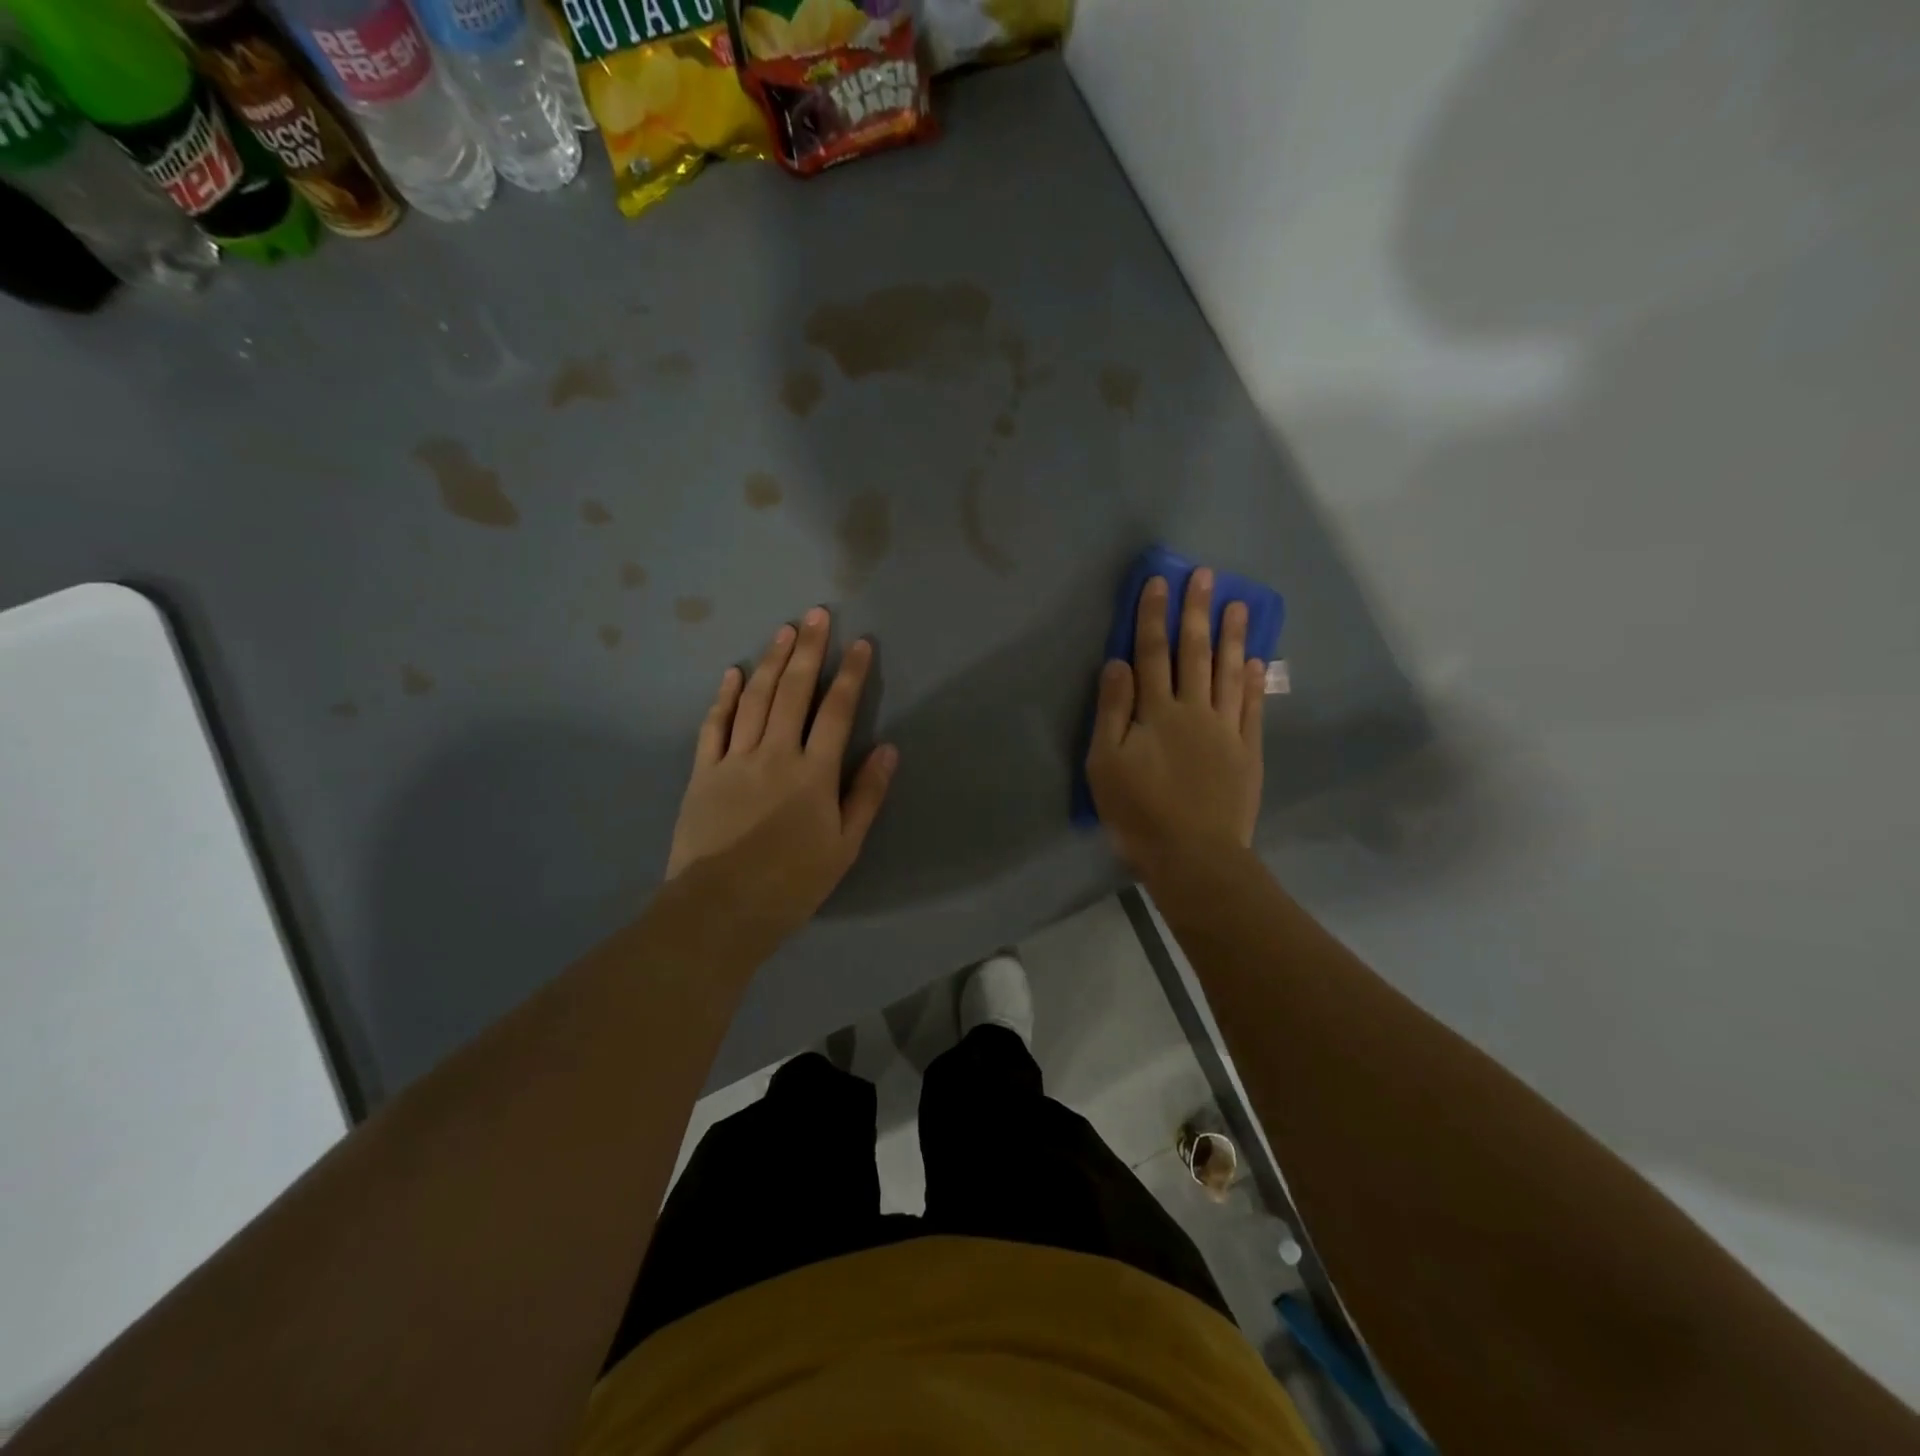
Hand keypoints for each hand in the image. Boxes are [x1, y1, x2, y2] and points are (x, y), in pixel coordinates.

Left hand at [666, 607, 896, 937]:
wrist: (720, 909)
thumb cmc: (791, 883)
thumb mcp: (844, 846)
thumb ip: (866, 795)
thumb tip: (889, 749)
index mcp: (814, 773)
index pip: (837, 711)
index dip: (850, 674)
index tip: (860, 643)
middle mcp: (775, 754)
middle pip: (793, 691)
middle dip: (809, 649)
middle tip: (817, 613)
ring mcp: (734, 759)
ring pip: (754, 698)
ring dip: (770, 661)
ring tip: (785, 630)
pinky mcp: (703, 772)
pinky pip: (714, 725)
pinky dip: (724, 696)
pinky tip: (733, 672)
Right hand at [1086, 569, 1264, 873]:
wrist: (1194, 856)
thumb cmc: (1138, 812)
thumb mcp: (1105, 764)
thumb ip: (1112, 711)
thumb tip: (1117, 663)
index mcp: (1156, 712)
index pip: (1151, 654)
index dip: (1153, 617)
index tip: (1158, 582)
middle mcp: (1194, 711)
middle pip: (1195, 654)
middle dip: (1197, 613)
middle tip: (1206, 576)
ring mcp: (1226, 730)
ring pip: (1229, 674)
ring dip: (1232, 638)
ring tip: (1238, 605)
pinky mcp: (1248, 752)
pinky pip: (1252, 709)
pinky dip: (1254, 683)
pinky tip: (1256, 661)